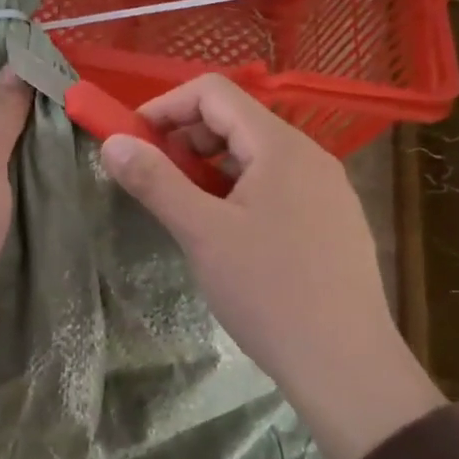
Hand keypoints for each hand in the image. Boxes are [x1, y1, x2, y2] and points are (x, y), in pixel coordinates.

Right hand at [100, 74, 442, 458]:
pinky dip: (236, 192)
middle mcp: (308, 156)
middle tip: (154, 181)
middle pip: (234, 120)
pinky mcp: (331, 221)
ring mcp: (325, 189)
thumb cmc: (269, 292)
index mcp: (280, 146)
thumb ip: (154, 181)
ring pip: (253, 156)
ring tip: (185, 212)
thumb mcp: (201, 233)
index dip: (165, 107)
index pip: (213, 93)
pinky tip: (226, 235)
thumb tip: (112, 143)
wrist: (346, 366)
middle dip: (184, 140)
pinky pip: (274, 185)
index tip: (132, 142)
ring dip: (208, 169)